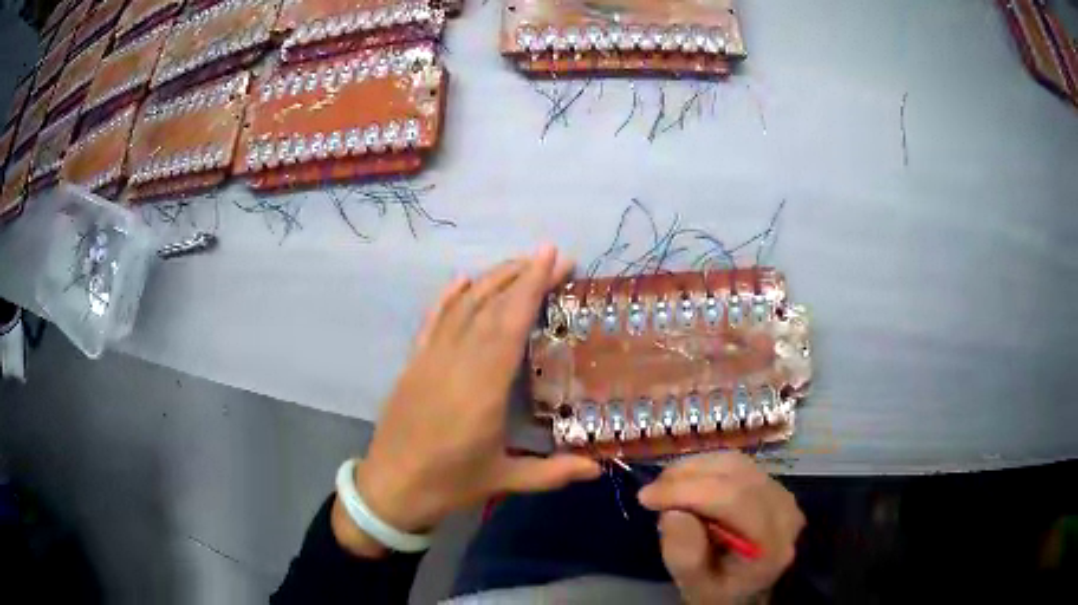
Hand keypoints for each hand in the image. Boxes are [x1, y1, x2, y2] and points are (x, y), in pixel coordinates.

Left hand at [333, 246, 601, 555]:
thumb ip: (553, 472)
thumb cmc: (449, 484)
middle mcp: (456, 363)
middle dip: (522, 275)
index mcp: (483, 389)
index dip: (532, 286)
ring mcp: (430, 359)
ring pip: (462, 307)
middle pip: (490, 306)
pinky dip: (447, 297)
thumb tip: (599, 468)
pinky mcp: (413, 363)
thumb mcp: (504, 480)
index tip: (553, 258)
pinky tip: (462, 280)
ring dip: (491, 279)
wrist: (391, 487)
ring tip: (519, 263)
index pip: (511, 324)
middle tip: (550, 255)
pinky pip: (432, 321)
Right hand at [638, 453, 803, 604]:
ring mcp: (782, 494)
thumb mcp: (695, 587)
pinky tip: (686, 483)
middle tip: (651, 493)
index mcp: (772, 544)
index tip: (646, 498)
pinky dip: (705, 467)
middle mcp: (785, 511)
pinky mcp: (772, 484)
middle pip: (736, 475)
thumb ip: (685, 556)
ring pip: (735, 462)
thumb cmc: (719, 592)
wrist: (746, 591)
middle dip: (686, 477)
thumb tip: (673, 512)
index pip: (735, 500)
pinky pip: (737, 464)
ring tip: (665, 488)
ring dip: (693, 469)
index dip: (689, 491)